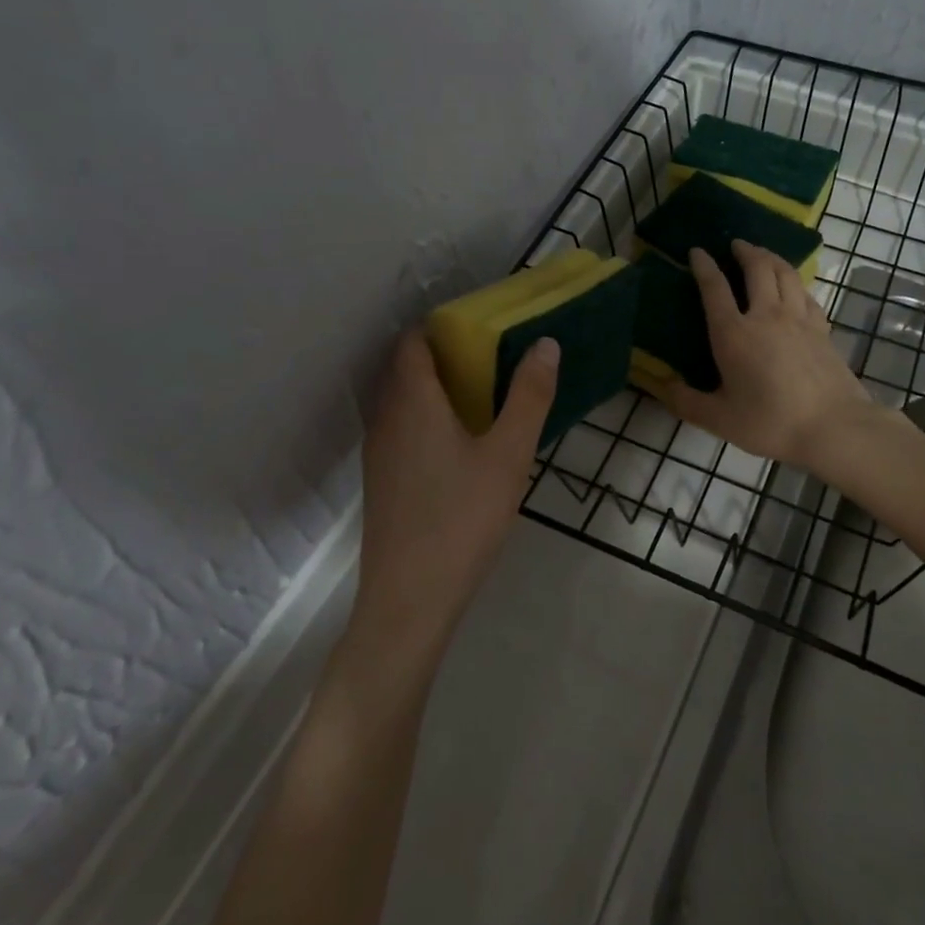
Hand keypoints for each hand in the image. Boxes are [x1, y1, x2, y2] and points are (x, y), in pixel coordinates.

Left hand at [351, 330, 558, 661]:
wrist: (409, 600)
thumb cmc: (462, 518)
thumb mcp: (508, 454)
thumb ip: (529, 396)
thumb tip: (545, 343)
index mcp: (412, 401)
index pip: (413, 341)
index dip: (441, 325)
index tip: (480, 324)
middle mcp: (386, 418)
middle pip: (405, 367)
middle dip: (443, 353)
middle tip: (491, 355)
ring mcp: (379, 452)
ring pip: (401, 400)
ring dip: (434, 386)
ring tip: (482, 393)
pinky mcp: (382, 480)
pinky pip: (401, 427)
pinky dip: (426, 415)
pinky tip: (460, 441)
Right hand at [639, 241, 877, 471]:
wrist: (833, 427)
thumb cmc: (771, 422)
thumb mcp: (719, 420)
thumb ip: (687, 402)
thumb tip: (664, 386)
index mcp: (733, 333)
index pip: (715, 288)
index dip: (704, 266)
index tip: (697, 251)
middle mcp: (766, 315)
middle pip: (757, 268)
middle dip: (745, 250)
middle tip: (737, 244)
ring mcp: (799, 319)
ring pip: (786, 273)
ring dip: (772, 258)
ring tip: (763, 254)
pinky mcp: (822, 329)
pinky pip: (807, 294)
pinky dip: (796, 284)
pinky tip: (794, 288)